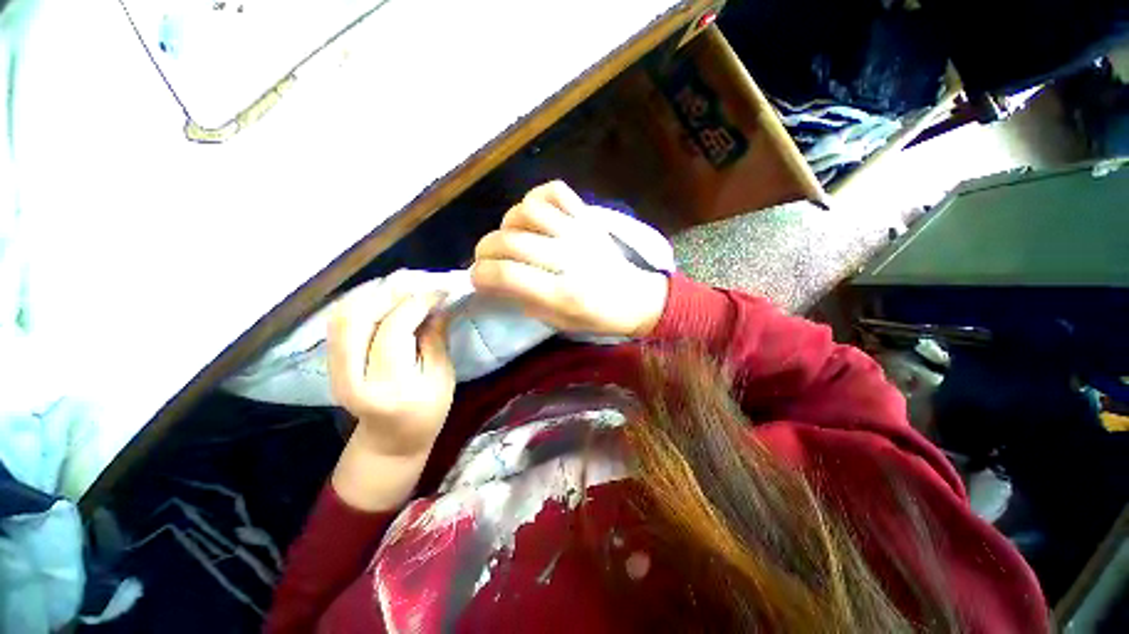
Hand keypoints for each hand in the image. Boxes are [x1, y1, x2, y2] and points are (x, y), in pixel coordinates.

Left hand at [327, 272, 455, 509]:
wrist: (390, 442)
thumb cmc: (426, 414)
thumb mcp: (442, 379)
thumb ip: (436, 340)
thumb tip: (437, 306)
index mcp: (388, 387)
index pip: (394, 330)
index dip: (417, 303)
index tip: (439, 290)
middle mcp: (351, 377)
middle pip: (357, 318)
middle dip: (390, 293)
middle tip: (418, 285)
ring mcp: (334, 371)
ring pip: (341, 317)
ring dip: (370, 295)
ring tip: (401, 288)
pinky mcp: (330, 364)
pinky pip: (338, 323)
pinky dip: (358, 304)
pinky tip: (381, 299)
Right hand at [471, 181, 668, 337]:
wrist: (634, 298)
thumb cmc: (594, 316)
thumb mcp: (555, 321)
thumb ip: (521, 298)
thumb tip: (491, 278)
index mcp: (562, 293)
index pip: (506, 275)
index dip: (481, 275)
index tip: (478, 278)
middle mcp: (569, 258)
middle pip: (509, 241)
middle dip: (485, 250)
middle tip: (487, 260)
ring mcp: (579, 232)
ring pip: (527, 211)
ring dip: (508, 224)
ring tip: (511, 237)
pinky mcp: (587, 217)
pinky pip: (554, 191)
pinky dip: (536, 198)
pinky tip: (534, 217)